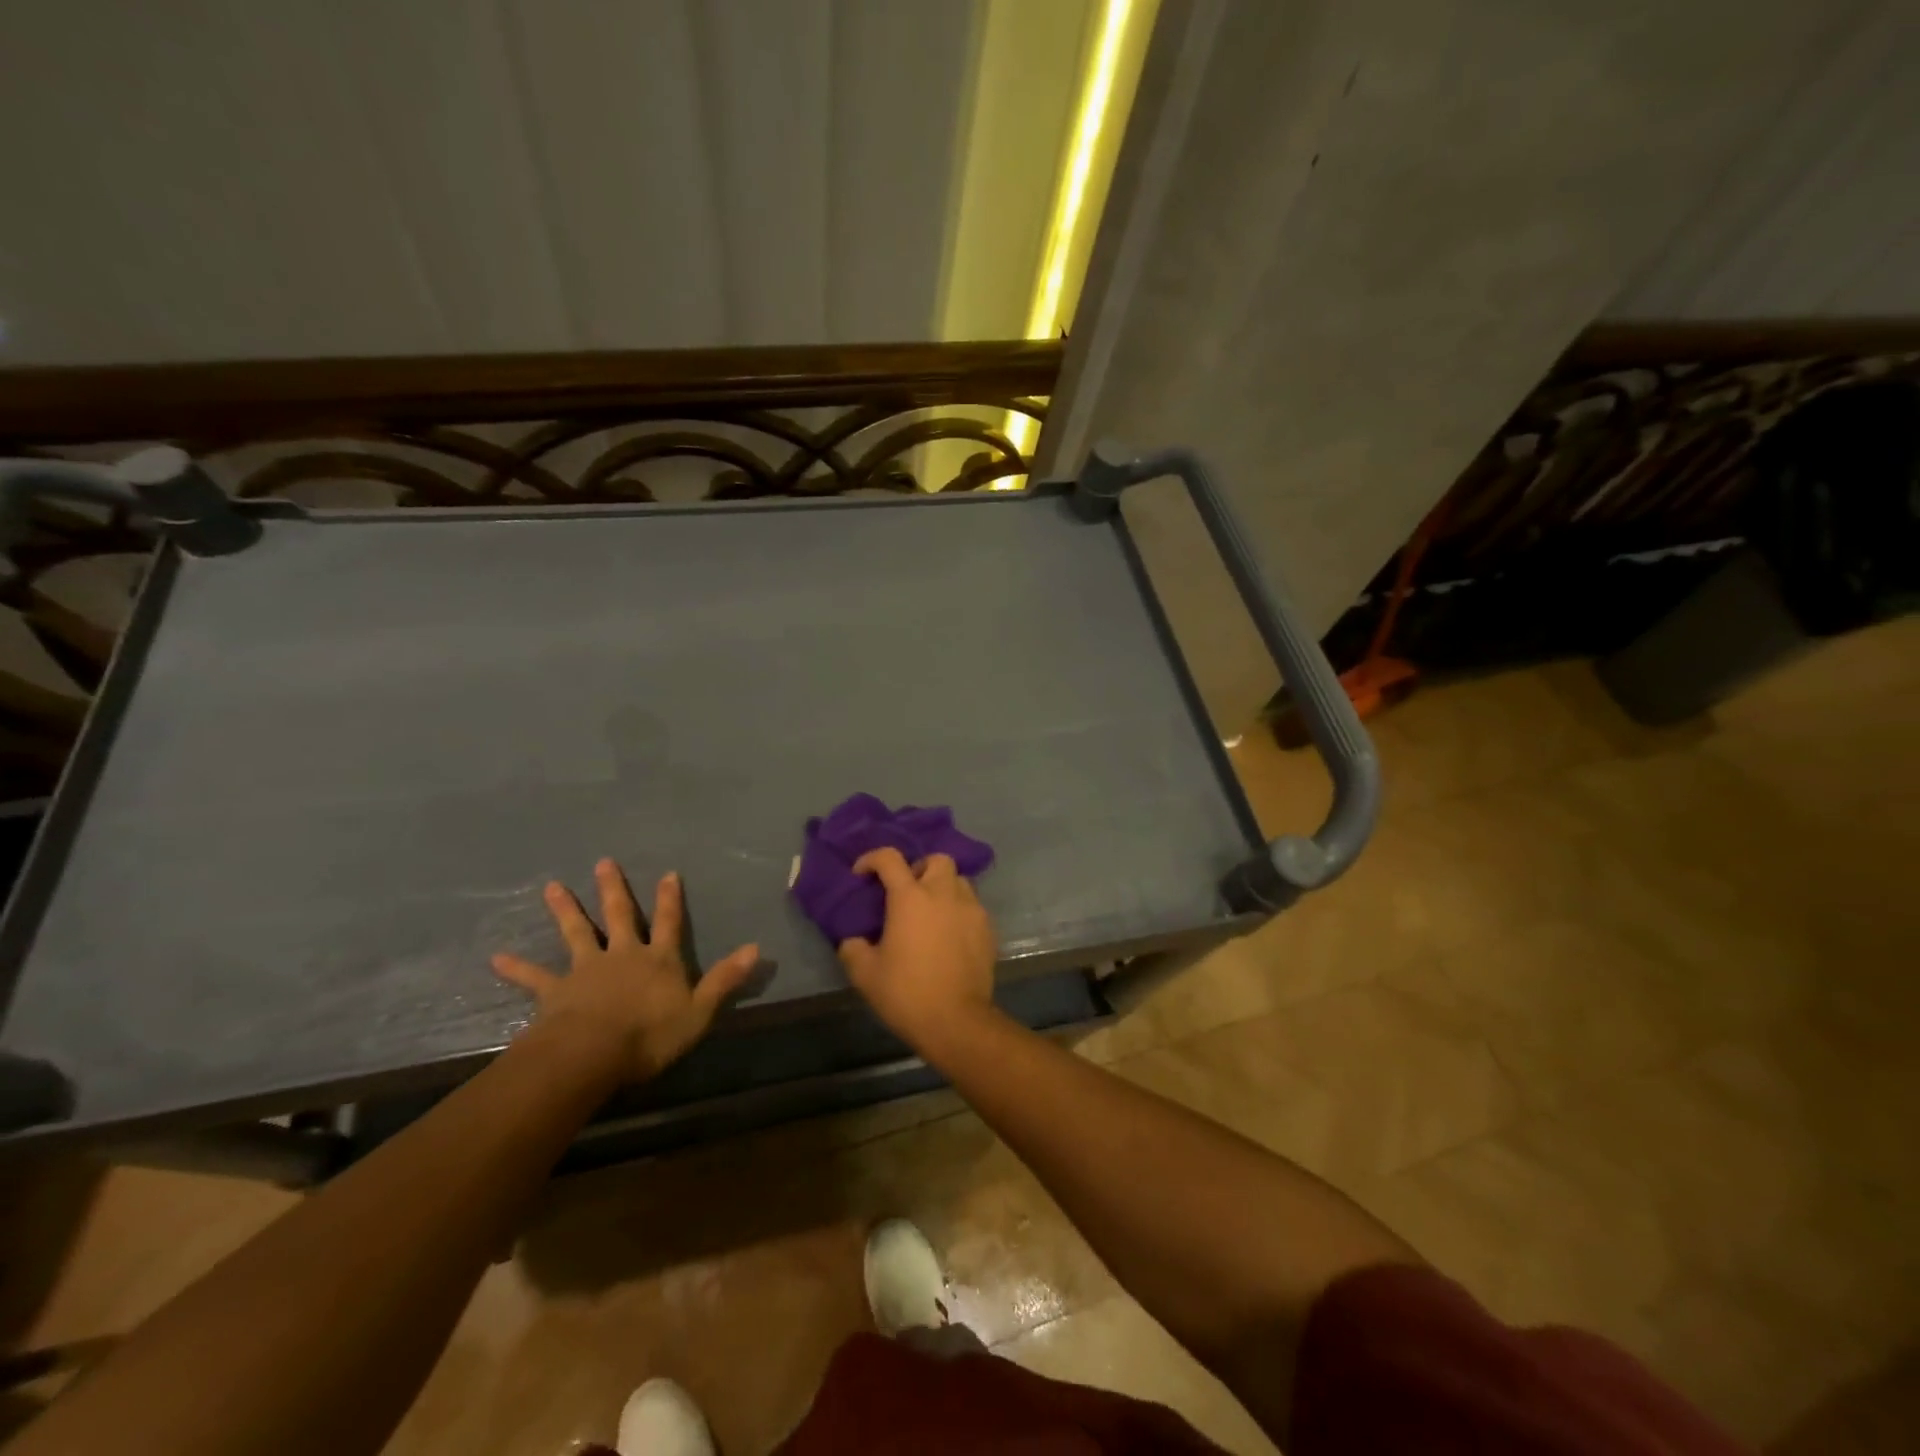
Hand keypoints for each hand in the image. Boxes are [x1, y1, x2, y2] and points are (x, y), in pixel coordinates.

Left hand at [493, 859, 757, 1082]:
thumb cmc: (650, 1034)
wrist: (592, 1054)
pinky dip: (516, 968)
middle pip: (619, 916)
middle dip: (614, 889)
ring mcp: (586, 970)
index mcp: (658, 959)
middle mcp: (623, 955)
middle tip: (603, 863)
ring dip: (565, 910)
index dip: (670, 899)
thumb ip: (726, 978)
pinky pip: (534, 978)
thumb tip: (757, 948)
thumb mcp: (700, 1010)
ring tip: (551, 888)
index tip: (668, 873)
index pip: (669, 922)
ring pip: (576, 933)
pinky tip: (495, 959)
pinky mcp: (556, 992)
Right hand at [838, 848, 997, 1052]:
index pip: (889, 859)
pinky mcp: (988, 929)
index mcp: (910, 898)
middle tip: (907, 893)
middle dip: (919, 868)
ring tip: (931, 913)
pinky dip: (959, 911)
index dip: (871, 859)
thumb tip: (852, 941)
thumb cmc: (906, 993)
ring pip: (959, 881)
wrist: (956, 1021)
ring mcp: (971, 909)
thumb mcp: (865, 974)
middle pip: (936, 860)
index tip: (862, 874)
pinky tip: (949, 935)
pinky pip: (973, 906)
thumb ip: (853, 949)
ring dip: (943, 888)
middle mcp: (944, 894)